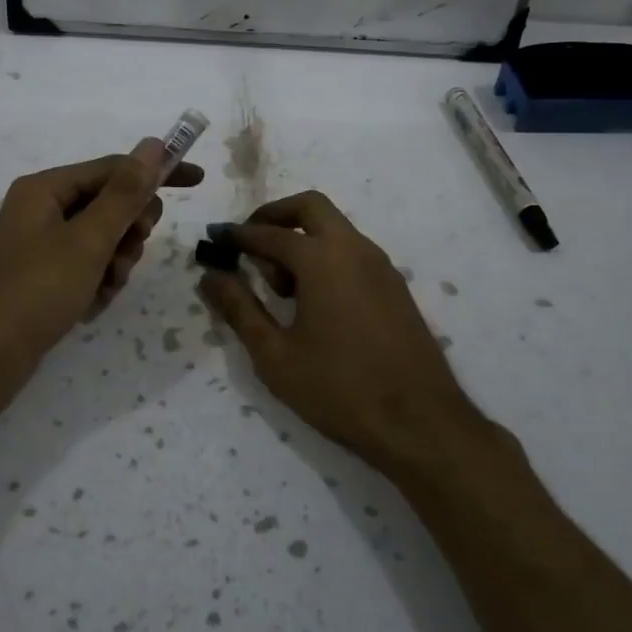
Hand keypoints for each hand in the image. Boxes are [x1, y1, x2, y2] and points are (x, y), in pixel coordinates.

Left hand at [0, 139, 203, 371]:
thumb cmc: (37, 291)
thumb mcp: (89, 240)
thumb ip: (125, 193)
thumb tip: (153, 145)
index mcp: (46, 189)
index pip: (114, 168)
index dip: (156, 173)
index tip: (198, 181)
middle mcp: (42, 208)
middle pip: (110, 203)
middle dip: (128, 230)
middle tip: (127, 253)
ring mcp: (42, 243)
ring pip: (104, 238)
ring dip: (115, 261)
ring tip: (105, 286)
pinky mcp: (45, 274)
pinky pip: (88, 264)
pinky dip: (99, 281)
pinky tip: (91, 304)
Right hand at [198, 192, 484, 478]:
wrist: (420, 423)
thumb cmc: (338, 388)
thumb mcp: (275, 354)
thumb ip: (240, 309)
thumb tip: (211, 276)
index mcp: (321, 259)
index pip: (268, 234)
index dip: (237, 236)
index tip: (214, 241)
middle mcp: (354, 249)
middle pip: (310, 207)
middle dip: (274, 216)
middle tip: (249, 244)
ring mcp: (380, 266)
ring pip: (334, 229)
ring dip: (302, 238)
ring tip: (279, 286)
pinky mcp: (395, 287)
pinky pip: (352, 252)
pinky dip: (326, 256)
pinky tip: (313, 301)